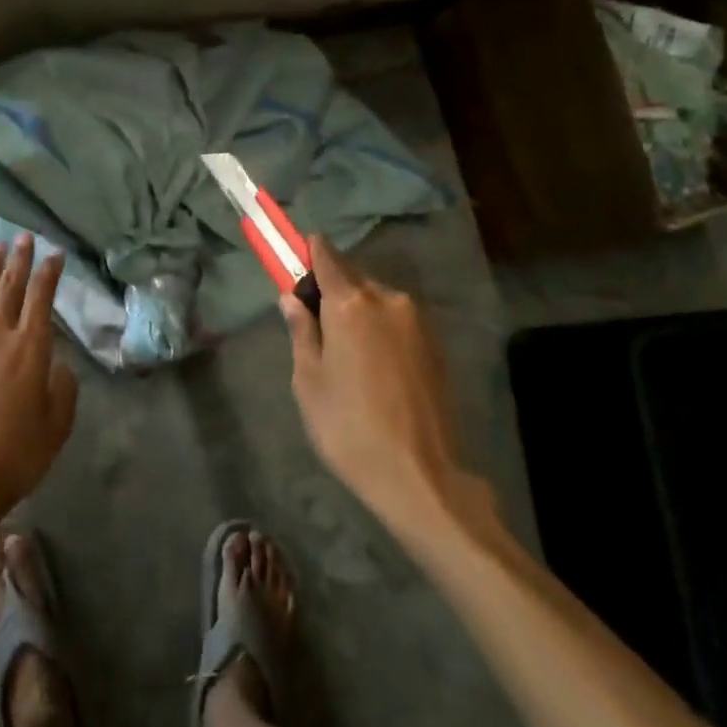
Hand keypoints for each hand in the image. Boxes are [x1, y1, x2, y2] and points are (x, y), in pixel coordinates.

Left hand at [0, 234, 77, 522]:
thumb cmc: (16, 455)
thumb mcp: (58, 425)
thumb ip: (63, 387)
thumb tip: (56, 364)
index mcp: (31, 349)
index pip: (42, 298)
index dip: (50, 273)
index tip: (55, 252)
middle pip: (10, 288)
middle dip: (20, 260)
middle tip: (24, 237)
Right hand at [280, 237, 494, 538]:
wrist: (419, 475)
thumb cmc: (348, 427)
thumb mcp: (308, 380)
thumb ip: (301, 330)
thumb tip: (290, 297)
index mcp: (351, 303)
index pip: (326, 256)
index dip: (307, 252)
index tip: (294, 256)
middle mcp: (388, 300)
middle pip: (352, 277)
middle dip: (331, 288)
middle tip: (313, 321)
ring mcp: (417, 321)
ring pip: (376, 299)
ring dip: (357, 310)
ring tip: (344, 351)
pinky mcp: (435, 344)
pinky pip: (397, 320)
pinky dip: (379, 327)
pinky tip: (372, 364)